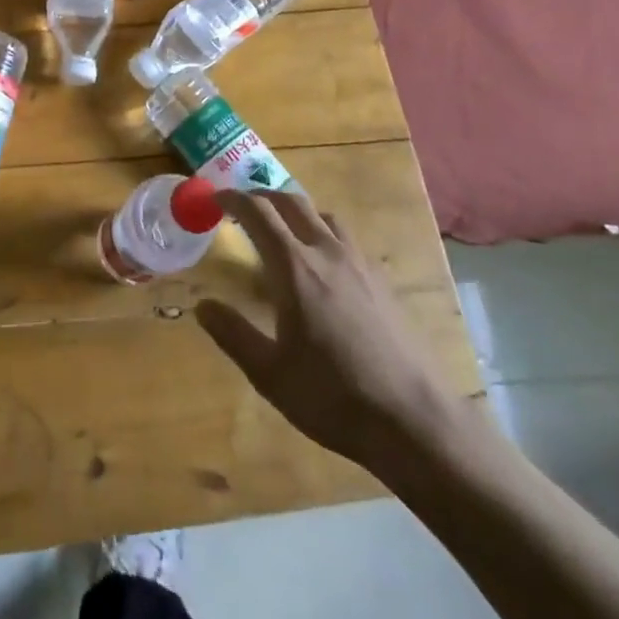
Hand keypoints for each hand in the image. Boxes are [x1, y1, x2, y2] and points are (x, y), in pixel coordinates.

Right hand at [196, 188, 475, 479]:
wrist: (416, 421)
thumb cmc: (334, 397)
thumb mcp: (270, 375)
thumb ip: (233, 334)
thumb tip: (202, 305)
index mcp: (295, 268)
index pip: (258, 213)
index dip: (232, 199)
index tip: (214, 199)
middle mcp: (327, 253)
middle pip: (292, 202)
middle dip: (262, 196)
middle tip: (242, 208)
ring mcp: (361, 264)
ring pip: (324, 215)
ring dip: (296, 211)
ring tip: (282, 232)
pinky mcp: (383, 282)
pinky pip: (346, 239)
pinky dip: (323, 234)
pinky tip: (322, 267)